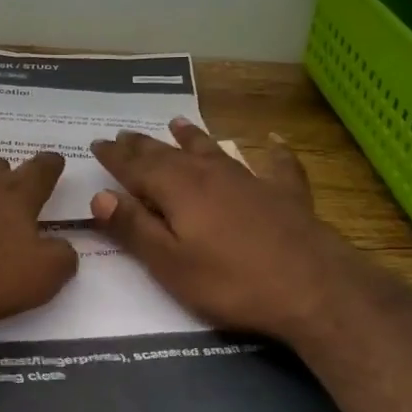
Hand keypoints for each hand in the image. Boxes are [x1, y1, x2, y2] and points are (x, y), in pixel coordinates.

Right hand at [89, 119, 346, 340]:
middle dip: (144, 145)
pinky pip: (276, 164)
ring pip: (214, 150)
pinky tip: (274, 139)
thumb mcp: (170, 264)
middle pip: (170, 154)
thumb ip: (134, 228)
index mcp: (178, 190)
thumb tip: (100, 197)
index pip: (136, 167)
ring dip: (192, 137)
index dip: (115, 157)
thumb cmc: (231, 282)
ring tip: (177, 123)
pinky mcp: (285, 194)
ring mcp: (251, 180)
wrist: (313, 287)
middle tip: (125, 134)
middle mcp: (211, 174)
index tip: (97, 143)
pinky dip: (272, 150)